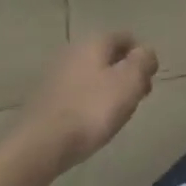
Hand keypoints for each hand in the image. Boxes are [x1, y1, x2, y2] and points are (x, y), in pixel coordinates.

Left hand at [11, 32, 158, 178]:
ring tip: (113, 116)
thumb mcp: (130, 81)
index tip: (147, 83)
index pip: (127, 38)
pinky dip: (87, 103)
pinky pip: (75, 94)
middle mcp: (73, 51)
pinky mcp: (43, 100)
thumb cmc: (91, 109)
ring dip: (106, 90)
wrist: (38, 147)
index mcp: (95, 41)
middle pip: (108, 57)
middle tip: (133, 100)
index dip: (142, 58)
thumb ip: (144, 60)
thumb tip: (146, 53)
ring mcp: (54, 75)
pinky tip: (89, 124)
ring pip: (92, 76)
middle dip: (125, 75)